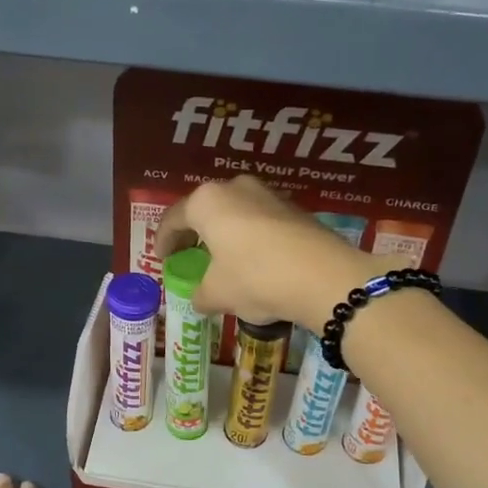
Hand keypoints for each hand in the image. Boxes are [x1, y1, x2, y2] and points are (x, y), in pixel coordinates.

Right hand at [155, 176, 372, 330]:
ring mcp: (268, 194)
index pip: (173, 219)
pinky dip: (250, 238)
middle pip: (206, 210)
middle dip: (196, 233)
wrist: (324, 277)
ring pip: (236, 213)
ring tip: (223, 259)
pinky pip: (261, 221)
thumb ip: (201, 294)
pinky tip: (254, 261)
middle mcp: (235, 188)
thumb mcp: (218, 293)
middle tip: (190, 255)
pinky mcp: (295, 208)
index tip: (163, 259)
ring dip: (225, 234)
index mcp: (207, 202)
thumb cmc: (256, 278)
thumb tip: (199, 299)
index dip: (164, 241)